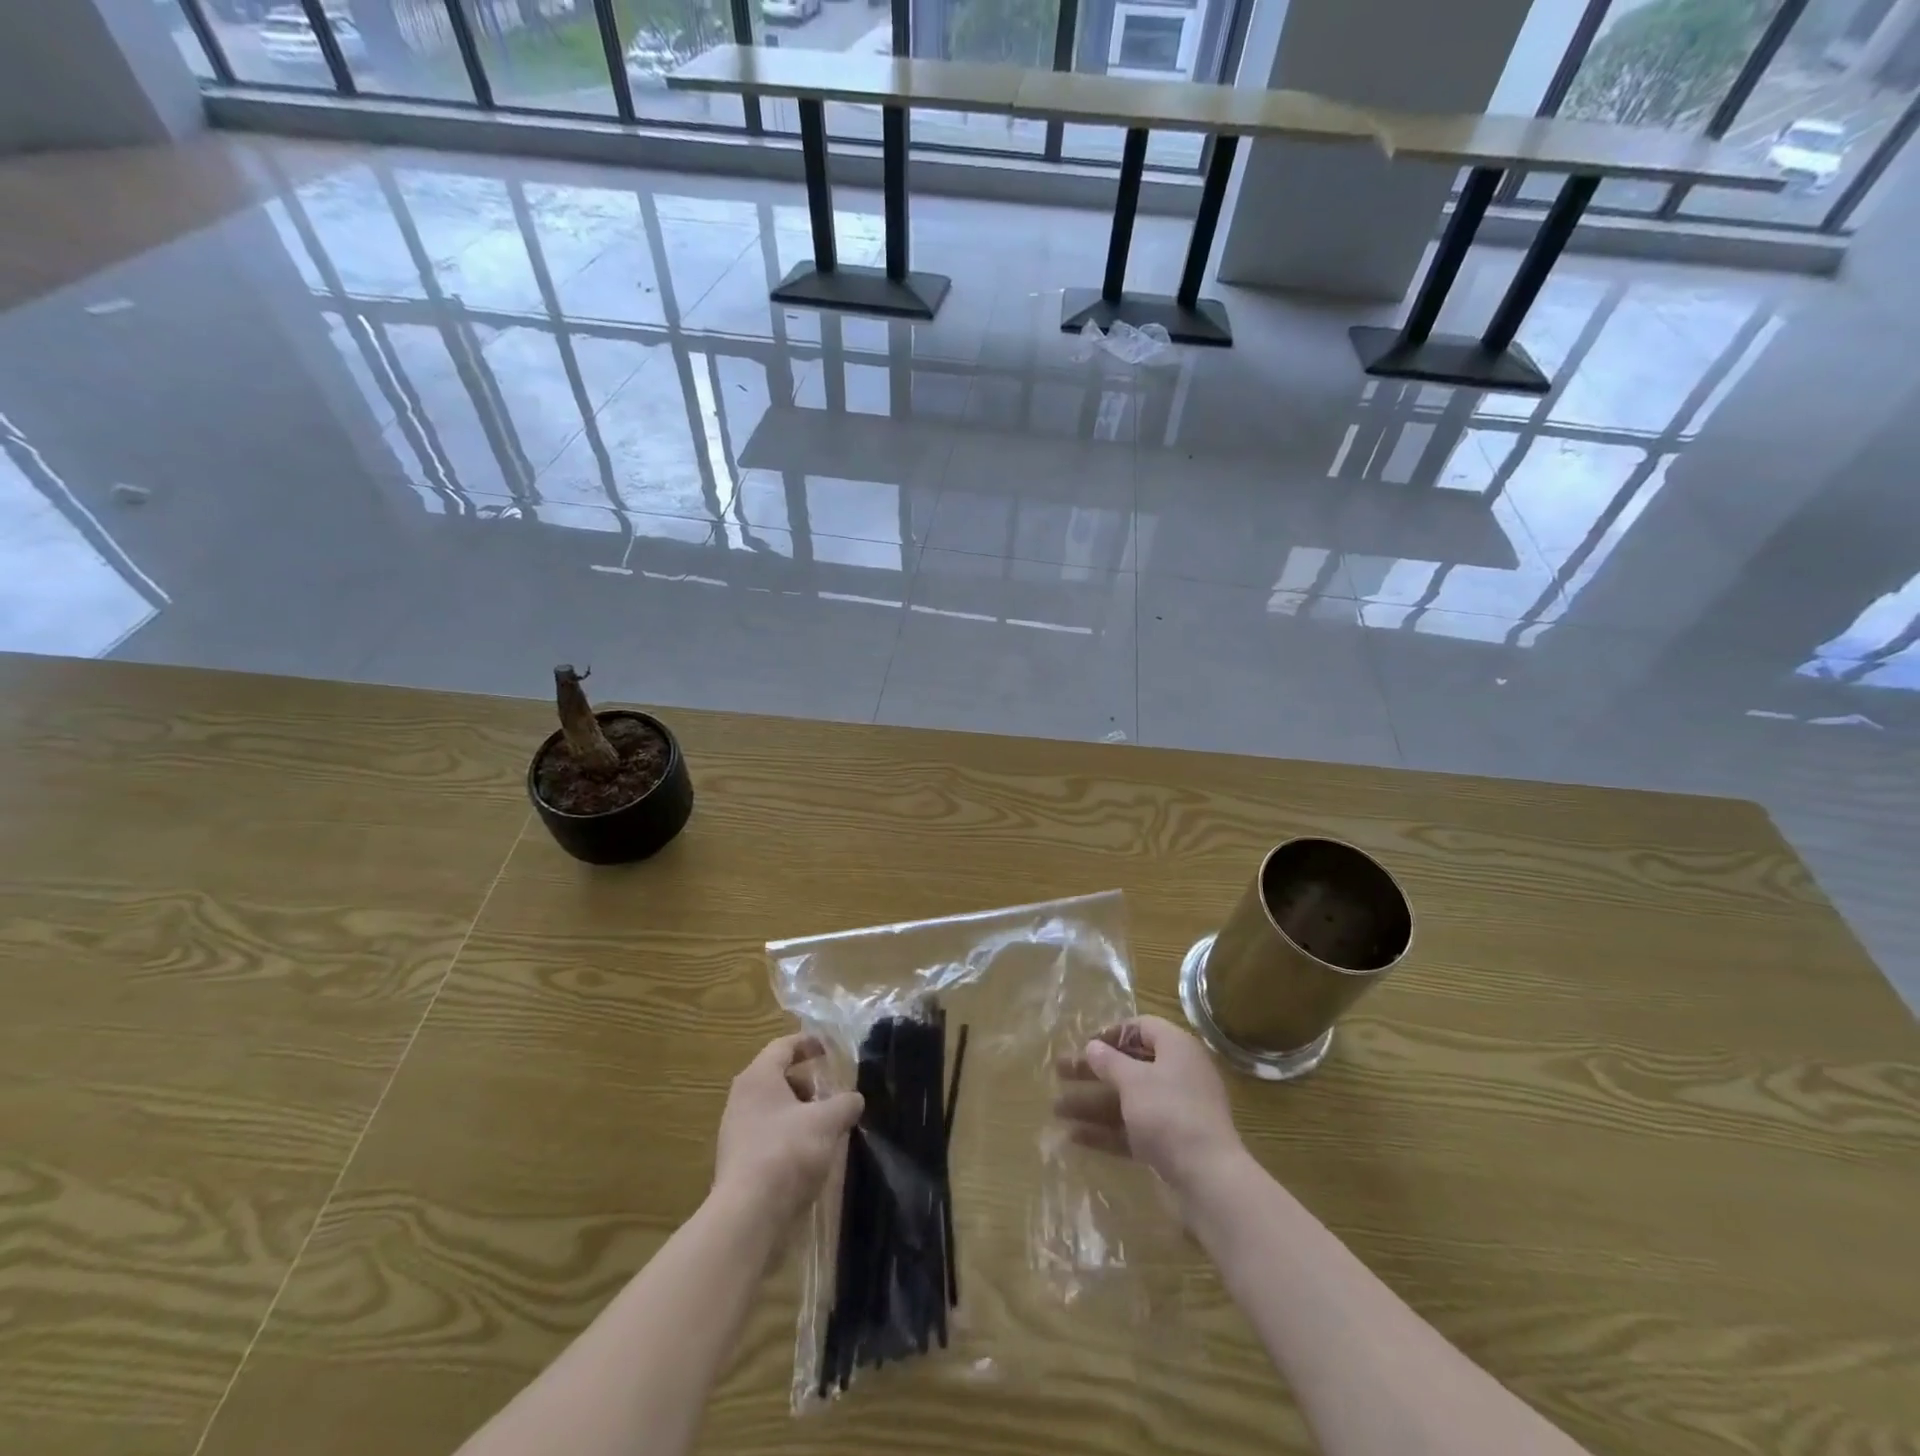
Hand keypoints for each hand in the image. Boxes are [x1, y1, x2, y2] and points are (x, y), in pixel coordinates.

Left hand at [713, 1033, 863, 1229]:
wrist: (748, 1216)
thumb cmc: (787, 1152)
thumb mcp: (827, 1121)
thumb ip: (844, 1103)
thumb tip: (854, 1099)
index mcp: (758, 1078)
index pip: (783, 1046)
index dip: (808, 1043)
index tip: (830, 1048)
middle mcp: (742, 1099)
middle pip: (778, 1078)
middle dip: (808, 1082)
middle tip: (833, 1092)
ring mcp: (737, 1132)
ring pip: (774, 1109)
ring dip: (801, 1112)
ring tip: (828, 1125)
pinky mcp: (740, 1162)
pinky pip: (769, 1136)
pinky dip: (791, 1136)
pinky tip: (812, 1153)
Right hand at [1054, 1016, 1247, 1215]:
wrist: (1209, 1180)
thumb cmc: (1169, 1113)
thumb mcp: (1133, 1081)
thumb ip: (1109, 1061)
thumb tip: (1092, 1047)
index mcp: (1177, 1048)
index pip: (1143, 1027)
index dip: (1112, 1032)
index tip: (1085, 1044)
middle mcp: (1178, 1075)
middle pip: (1129, 1065)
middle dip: (1092, 1070)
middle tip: (1059, 1072)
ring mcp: (1174, 1112)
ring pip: (1127, 1100)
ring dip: (1092, 1103)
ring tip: (1056, 1109)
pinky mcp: (1169, 1145)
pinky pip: (1132, 1129)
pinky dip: (1106, 1132)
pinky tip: (1074, 1137)